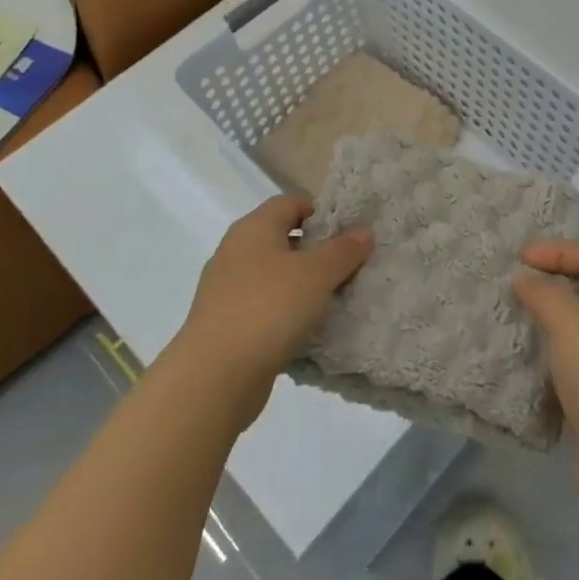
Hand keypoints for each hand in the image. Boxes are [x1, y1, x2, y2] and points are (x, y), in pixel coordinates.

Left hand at [172, 196, 372, 427]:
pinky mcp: (225, 322)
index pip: (292, 202)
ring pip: (274, 274)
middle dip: (317, 249)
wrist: (214, 377)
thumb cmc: (269, 309)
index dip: (322, 211)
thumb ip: (343, 250)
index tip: (350, 232)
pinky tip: (307, 328)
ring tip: (334, 298)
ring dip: (302, 283)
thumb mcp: (317, 274)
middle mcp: (236, 250)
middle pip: (283, 237)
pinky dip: (286, 311)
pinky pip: (264, 306)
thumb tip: (364, 231)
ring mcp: (227, 288)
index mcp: (254, 227)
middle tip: (349, 265)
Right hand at [515, 240, 578, 516]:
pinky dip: (547, 357)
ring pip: (576, 331)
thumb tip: (524, 281)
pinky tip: (524, 362)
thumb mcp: (571, 323)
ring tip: (512, 319)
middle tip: (514, 285)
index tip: (520, 259)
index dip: (557, 252)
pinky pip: (570, 365)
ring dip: (545, 322)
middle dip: (550, 284)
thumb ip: (544, 293)